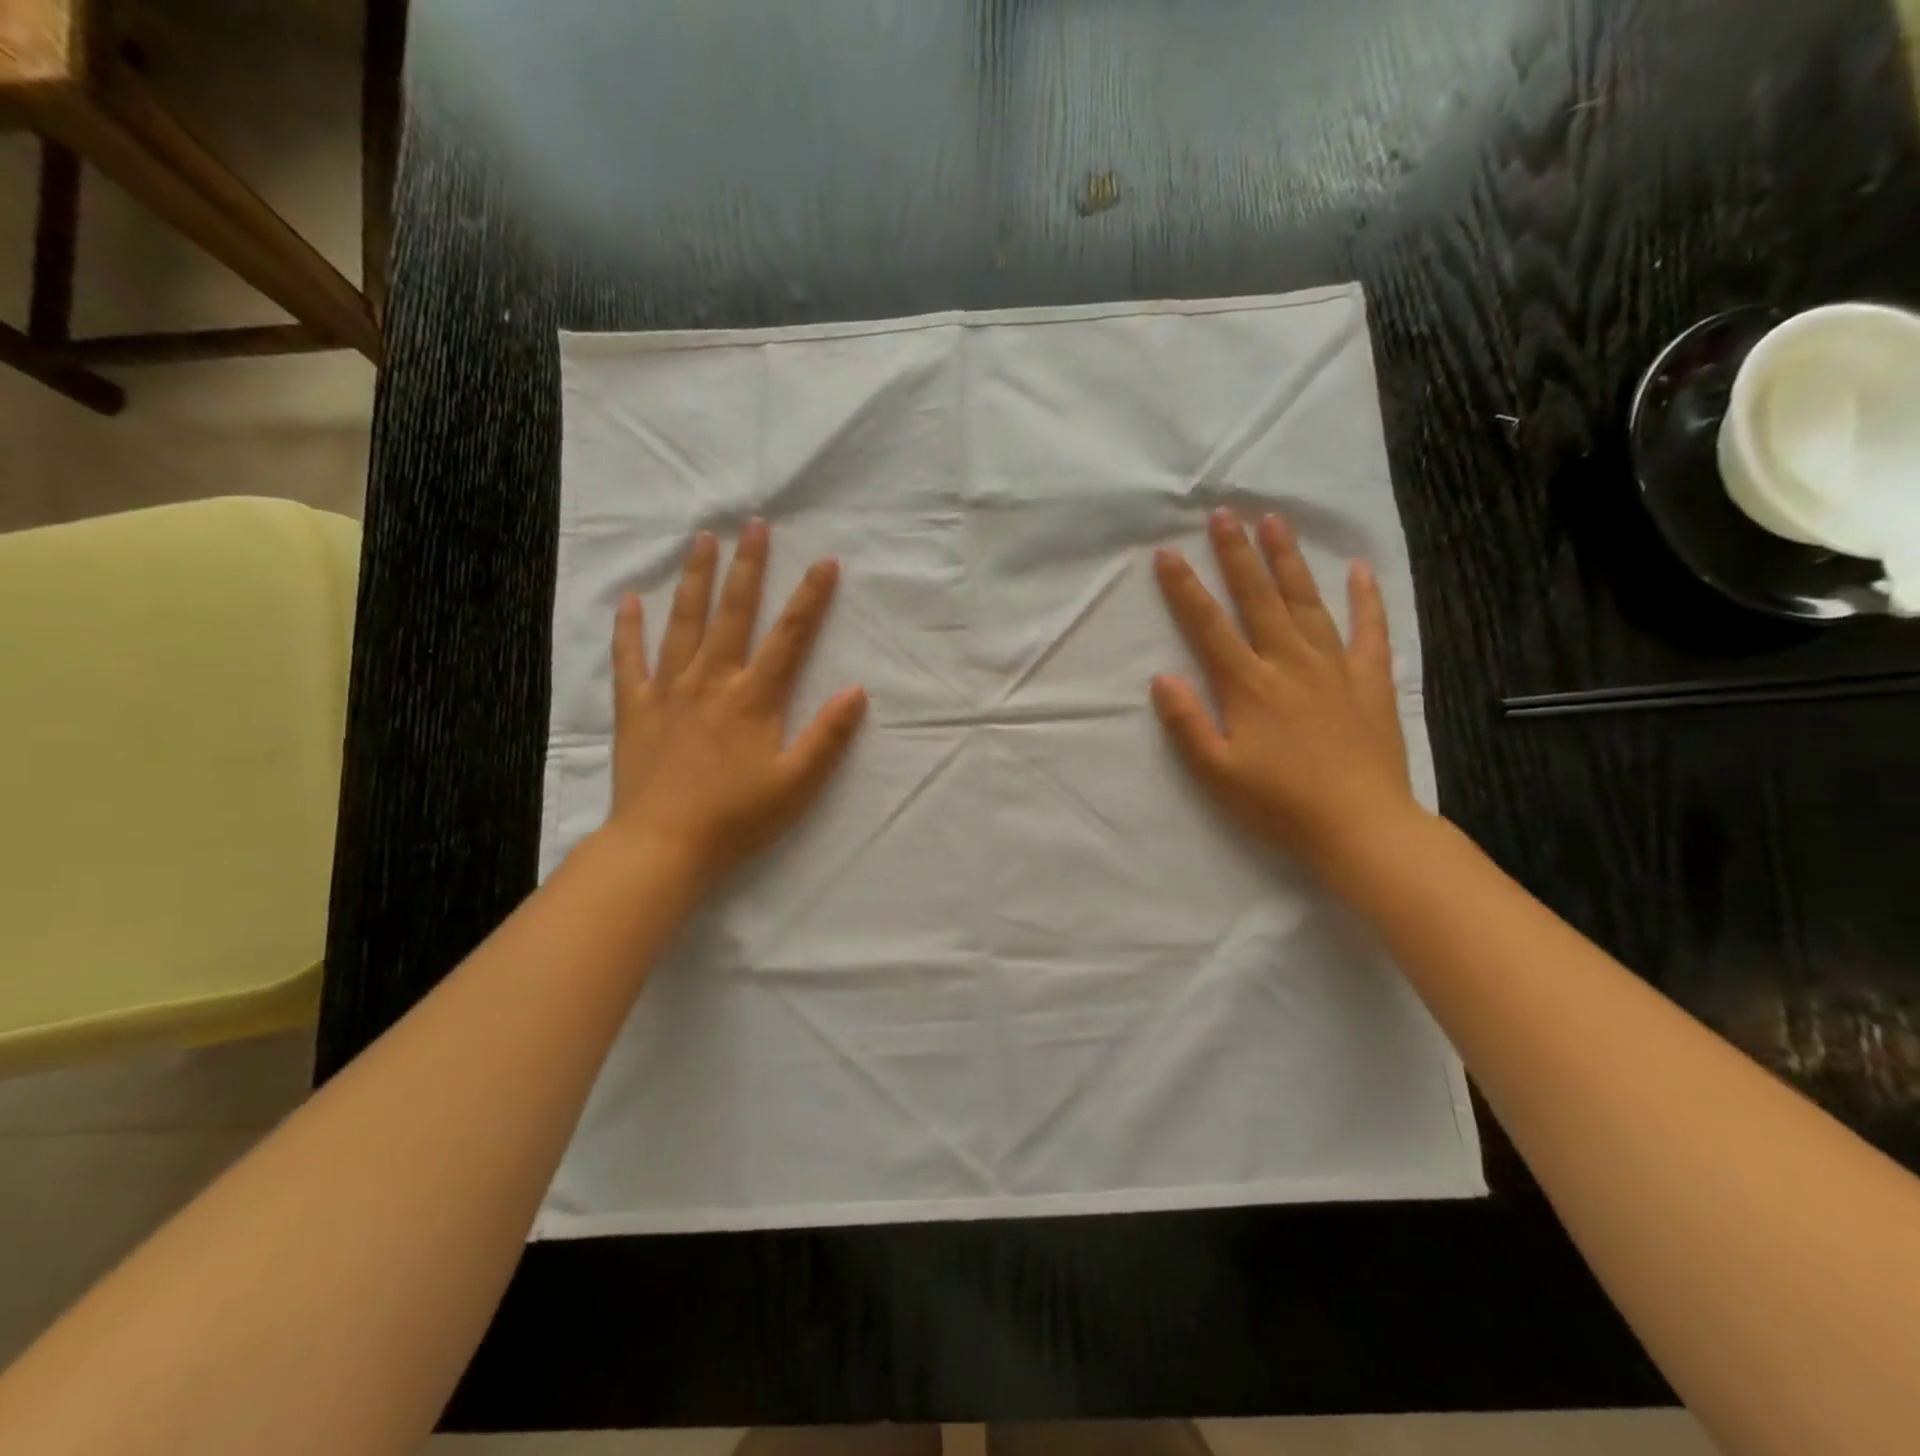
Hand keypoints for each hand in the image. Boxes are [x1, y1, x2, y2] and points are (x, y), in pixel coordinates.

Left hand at [605, 519, 867, 889]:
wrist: (663, 845)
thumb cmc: (736, 818)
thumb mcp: (796, 783)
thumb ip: (827, 736)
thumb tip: (856, 691)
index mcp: (754, 698)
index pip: (789, 636)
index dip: (809, 598)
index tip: (824, 561)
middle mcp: (711, 681)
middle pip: (733, 613)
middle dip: (747, 567)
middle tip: (753, 524)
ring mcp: (668, 691)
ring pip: (683, 622)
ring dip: (694, 578)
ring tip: (701, 538)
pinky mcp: (634, 709)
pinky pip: (629, 660)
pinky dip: (629, 628)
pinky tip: (630, 599)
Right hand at [1151, 508, 1422, 882]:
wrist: (1360, 826)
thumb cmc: (1280, 803)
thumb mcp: (1217, 773)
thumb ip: (1187, 724)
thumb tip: (1162, 678)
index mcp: (1248, 686)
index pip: (1209, 627)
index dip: (1185, 589)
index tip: (1167, 554)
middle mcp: (1289, 664)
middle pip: (1258, 599)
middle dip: (1237, 554)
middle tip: (1224, 513)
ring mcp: (1334, 667)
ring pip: (1308, 602)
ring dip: (1289, 560)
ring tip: (1275, 521)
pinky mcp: (1371, 680)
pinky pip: (1370, 630)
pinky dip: (1366, 599)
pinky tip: (1360, 570)